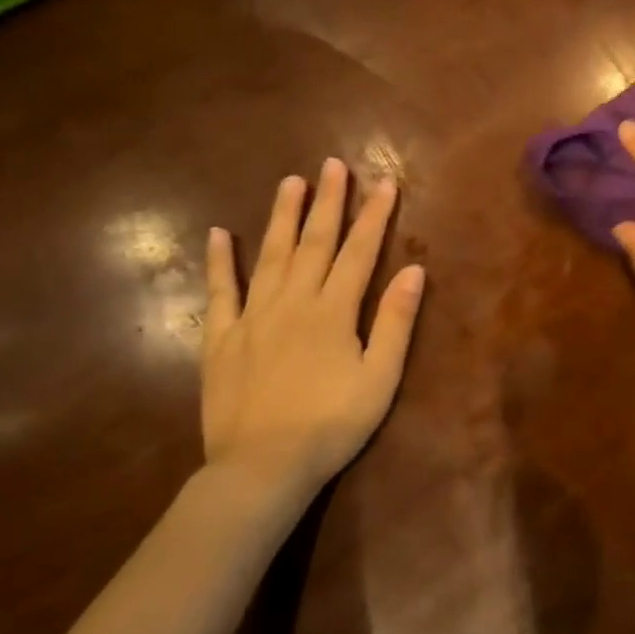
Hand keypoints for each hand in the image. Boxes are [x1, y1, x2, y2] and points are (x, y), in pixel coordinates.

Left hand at [202, 160, 425, 503]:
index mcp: (333, 311)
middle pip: (314, 242)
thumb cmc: (331, 424)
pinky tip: (219, 234)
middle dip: (328, 201)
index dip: (374, 216)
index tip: (385, 183)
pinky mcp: (221, 338)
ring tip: (291, 182)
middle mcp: (293, 302)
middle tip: (332, 165)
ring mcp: (252, 317)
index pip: (360, 252)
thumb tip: (415, 270)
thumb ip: (395, 321)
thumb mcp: (379, 377)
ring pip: (269, 255)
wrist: (261, 468)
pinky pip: (219, 292)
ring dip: (282, 216)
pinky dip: (220, 262)